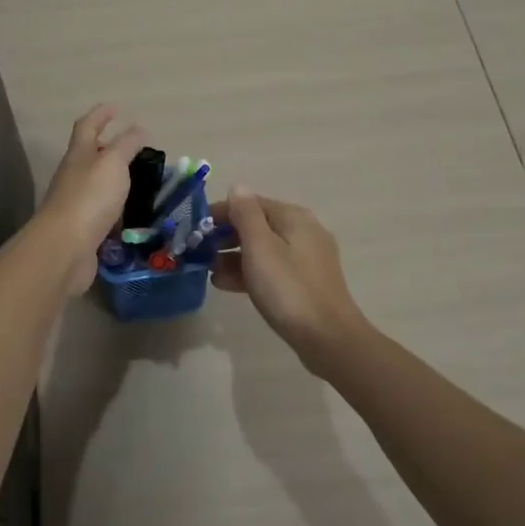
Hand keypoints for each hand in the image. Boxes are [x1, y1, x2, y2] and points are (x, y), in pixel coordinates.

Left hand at [36, 105, 146, 294]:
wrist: (64, 248)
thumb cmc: (90, 197)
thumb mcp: (113, 163)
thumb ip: (127, 145)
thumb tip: (139, 128)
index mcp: (79, 155)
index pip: (87, 126)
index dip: (100, 115)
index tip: (115, 108)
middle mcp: (73, 176)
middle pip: (89, 155)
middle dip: (108, 148)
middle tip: (133, 148)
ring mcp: (75, 204)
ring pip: (96, 185)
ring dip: (113, 181)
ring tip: (138, 181)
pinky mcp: (81, 230)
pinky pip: (101, 213)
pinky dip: (115, 210)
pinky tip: (130, 216)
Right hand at [212, 188, 372, 370]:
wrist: (327, 338)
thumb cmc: (288, 288)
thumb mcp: (260, 247)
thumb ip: (245, 214)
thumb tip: (238, 187)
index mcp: (294, 217)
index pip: (251, 203)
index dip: (222, 212)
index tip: (196, 227)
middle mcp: (303, 231)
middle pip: (257, 225)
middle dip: (226, 236)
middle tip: (199, 252)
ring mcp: (306, 258)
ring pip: (263, 249)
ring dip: (234, 257)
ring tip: (208, 271)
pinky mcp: (305, 283)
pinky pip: (271, 269)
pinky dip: (250, 272)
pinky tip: (226, 285)